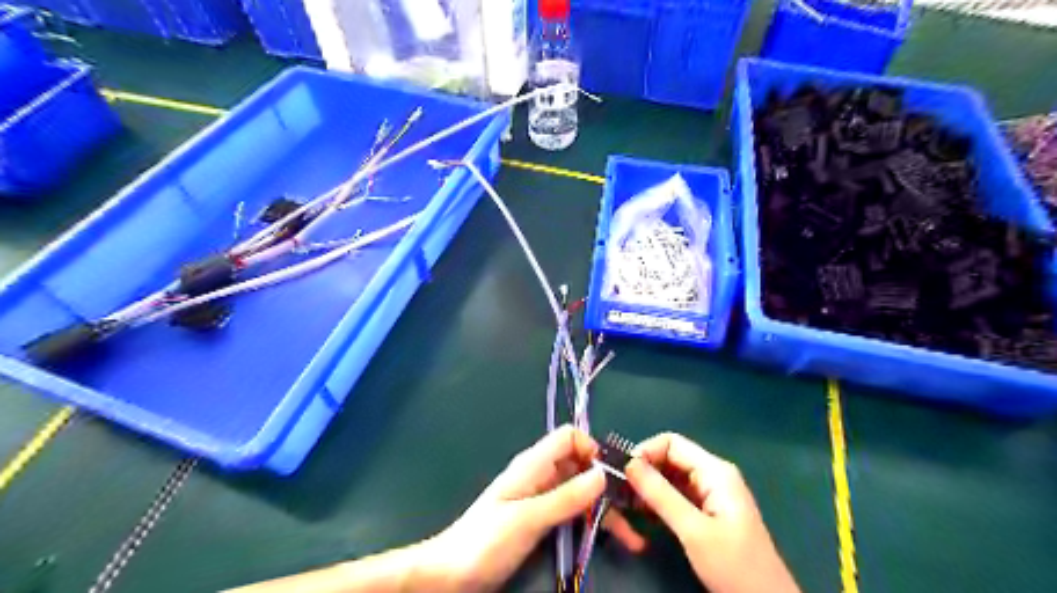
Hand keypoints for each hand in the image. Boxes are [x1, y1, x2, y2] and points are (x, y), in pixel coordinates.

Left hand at [425, 426, 644, 592]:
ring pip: (581, 492)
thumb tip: (603, 475)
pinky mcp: (542, 520)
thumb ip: (565, 497)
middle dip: (608, 483)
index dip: (592, 449)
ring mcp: (542, 499)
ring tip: (633, 537)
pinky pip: (573, 512)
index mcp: (533, 464)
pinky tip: (611, 539)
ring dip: (606, 509)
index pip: (569, 437)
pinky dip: (592, 522)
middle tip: (636, 510)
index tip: (614, 477)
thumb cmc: (485, 541)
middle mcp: (540, 475)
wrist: (451, 574)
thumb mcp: (528, 519)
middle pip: (580, 465)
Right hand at [621, 431, 796, 592]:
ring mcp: (711, 493)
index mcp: (715, 471)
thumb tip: (629, 464)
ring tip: (624, 503)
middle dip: (644, 470)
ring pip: (670, 477)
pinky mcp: (707, 511)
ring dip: (648, 487)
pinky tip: (641, 514)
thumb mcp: (693, 530)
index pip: (672, 443)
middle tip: (619, 490)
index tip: (622, 473)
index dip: (645, 452)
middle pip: (670, 458)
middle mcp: (712, 475)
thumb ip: (661, 495)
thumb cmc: (734, 565)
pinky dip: (658, 501)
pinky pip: (676, 495)